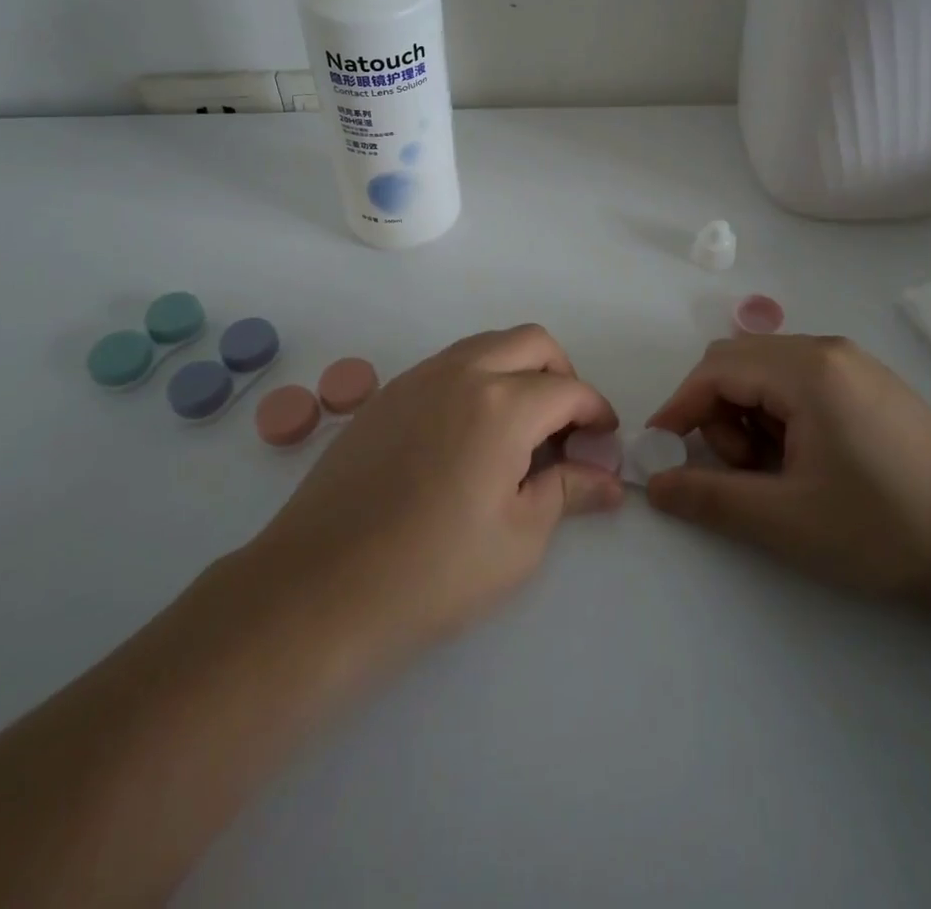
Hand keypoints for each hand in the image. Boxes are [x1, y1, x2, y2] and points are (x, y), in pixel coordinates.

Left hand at [249, 325, 623, 660]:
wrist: (321, 588)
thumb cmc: (434, 572)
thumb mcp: (520, 539)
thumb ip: (568, 491)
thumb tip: (609, 479)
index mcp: (503, 403)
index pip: (568, 389)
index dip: (596, 412)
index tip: (604, 441)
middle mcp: (462, 372)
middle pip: (531, 342)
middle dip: (561, 374)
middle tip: (565, 427)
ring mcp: (417, 378)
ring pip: (486, 345)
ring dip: (516, 370)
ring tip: (519, 431)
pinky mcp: (386, 395)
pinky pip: (447, 366)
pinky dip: (476, 380)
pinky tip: (468, 436)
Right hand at [644, 334, 930, 603]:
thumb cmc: (886, 526)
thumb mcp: (788, 520)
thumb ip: (711, 499)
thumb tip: (653, 486)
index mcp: (806, 369)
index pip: (715, 371)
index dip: (678, 409)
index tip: (660, 454)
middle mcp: (826, 349)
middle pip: (738, 362)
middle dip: (717, 413)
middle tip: (741, 471)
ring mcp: (852, 363)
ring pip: (767, 372)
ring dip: (749, 416)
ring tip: (779, 473)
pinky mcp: (870, 383)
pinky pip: (800, 382)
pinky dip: (780, 414)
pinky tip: (808, 461)